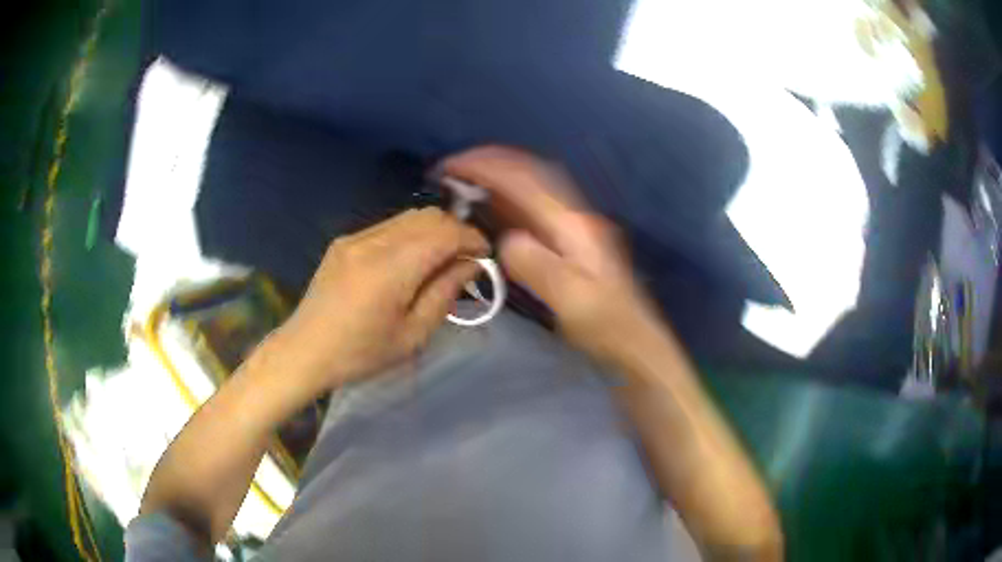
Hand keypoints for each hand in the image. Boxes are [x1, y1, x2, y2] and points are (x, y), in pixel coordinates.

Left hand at [271, 207, 488, 391]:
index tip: (485, 255)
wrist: (304, 351)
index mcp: (390, 268)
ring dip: (433, 230)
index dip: (472, 238)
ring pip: (409, 216)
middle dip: (455, 230)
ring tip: (441, 259)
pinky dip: (410, 234)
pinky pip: (388, 226)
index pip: (444, 233)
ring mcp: (355, 237)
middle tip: (466, 259)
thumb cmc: (361, 353)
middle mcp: (372, 242)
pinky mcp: (344, 240)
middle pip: (428, 216)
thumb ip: (444, 293)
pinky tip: (410, 260)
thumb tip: (470, 264)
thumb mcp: (412, 335)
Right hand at [440, 146, 663, 363]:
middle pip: (529, 172)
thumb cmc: (604, 323)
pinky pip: (533, 206)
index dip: (487, 168)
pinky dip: (508, 198)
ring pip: (532, 186)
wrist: (634, 339)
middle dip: (490, 163)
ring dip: (499, 177)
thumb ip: (536, 265)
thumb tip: (507, 238)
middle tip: (453, 170)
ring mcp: (574, 225)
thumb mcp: (570, 298)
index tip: (452, 168)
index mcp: (572, 224)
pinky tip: (493, 207)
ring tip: (465, 182)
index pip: (525, 180)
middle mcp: (573, 215)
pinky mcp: (570, 239)